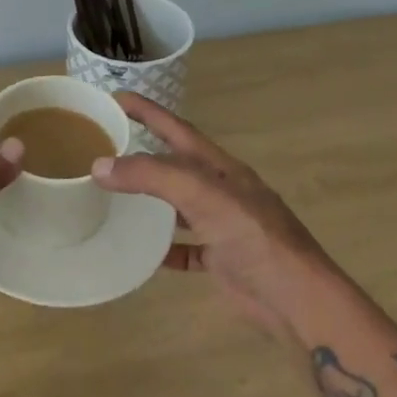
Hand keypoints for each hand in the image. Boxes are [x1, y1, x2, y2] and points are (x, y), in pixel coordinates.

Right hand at [91, 94, 334, 339]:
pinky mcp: (222, 259)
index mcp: (219, 167)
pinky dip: (164, 247)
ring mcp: (223, 224)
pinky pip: (186, 247)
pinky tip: (143, 251)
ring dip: (151, 197)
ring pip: (179, 204)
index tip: (116, 97)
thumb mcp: (201, 196)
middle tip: (108, 145)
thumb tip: (100, 165)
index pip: (176, 129)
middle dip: (144, 151)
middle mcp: (221, 190)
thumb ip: (152, 177)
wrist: (297, 298)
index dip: (148, 111)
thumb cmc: (253, 236)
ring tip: (116, 194)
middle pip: (176, 163)